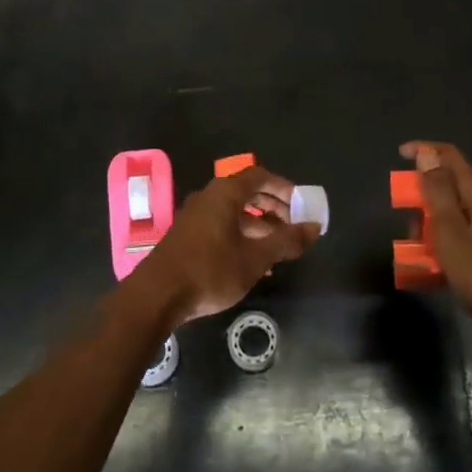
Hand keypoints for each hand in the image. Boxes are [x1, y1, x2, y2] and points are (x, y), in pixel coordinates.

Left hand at [138, 166, 320, 325]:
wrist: (157, 295)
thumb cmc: (210, 270)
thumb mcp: (255, 258)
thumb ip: (286, 241)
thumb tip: (314, 227)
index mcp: (226, 193)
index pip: (260, 176)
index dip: (284, 188)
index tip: (302, 204)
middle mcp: (210, 197)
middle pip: (248, 193)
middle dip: (274, 208)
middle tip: (295, 227)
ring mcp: (196, 216)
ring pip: (235, 213)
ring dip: (260, 226)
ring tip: (281, 249)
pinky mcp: (188, 236)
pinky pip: (223, 227)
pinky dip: (243, 237)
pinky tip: (256, 264)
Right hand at [401, 142, 471, 339]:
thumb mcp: (451, 234)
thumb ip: (438, 193)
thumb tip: (426, 155)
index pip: (450, 156)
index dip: (424, 150)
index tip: (400, 156)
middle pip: (452, 185)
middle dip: (424, 198)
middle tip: (409, 226)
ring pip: (458, 213)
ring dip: (434, 225)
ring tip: (420, 253)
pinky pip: (467, 234)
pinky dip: (449, 242)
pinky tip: (442, 269)